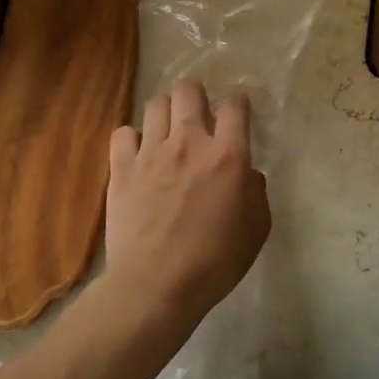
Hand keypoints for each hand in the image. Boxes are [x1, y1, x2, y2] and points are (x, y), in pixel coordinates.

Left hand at [105, 82, 269, 323]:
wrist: (155, 287)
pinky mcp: (122, 169)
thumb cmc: (215, 261)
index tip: (237, 117)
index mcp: (228, 155)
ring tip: (168, 132)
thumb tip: (246, 174)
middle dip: (197, 97)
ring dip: (166, 113)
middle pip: (189, 91)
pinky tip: (139, 155)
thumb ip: (256, 192)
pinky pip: (123, 133)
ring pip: (156, 104)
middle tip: (199, 118)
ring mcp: (151, 153)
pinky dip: (132, 139)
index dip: (238, 105)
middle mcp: (189, 142)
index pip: (235, 105)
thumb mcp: (256, 229)